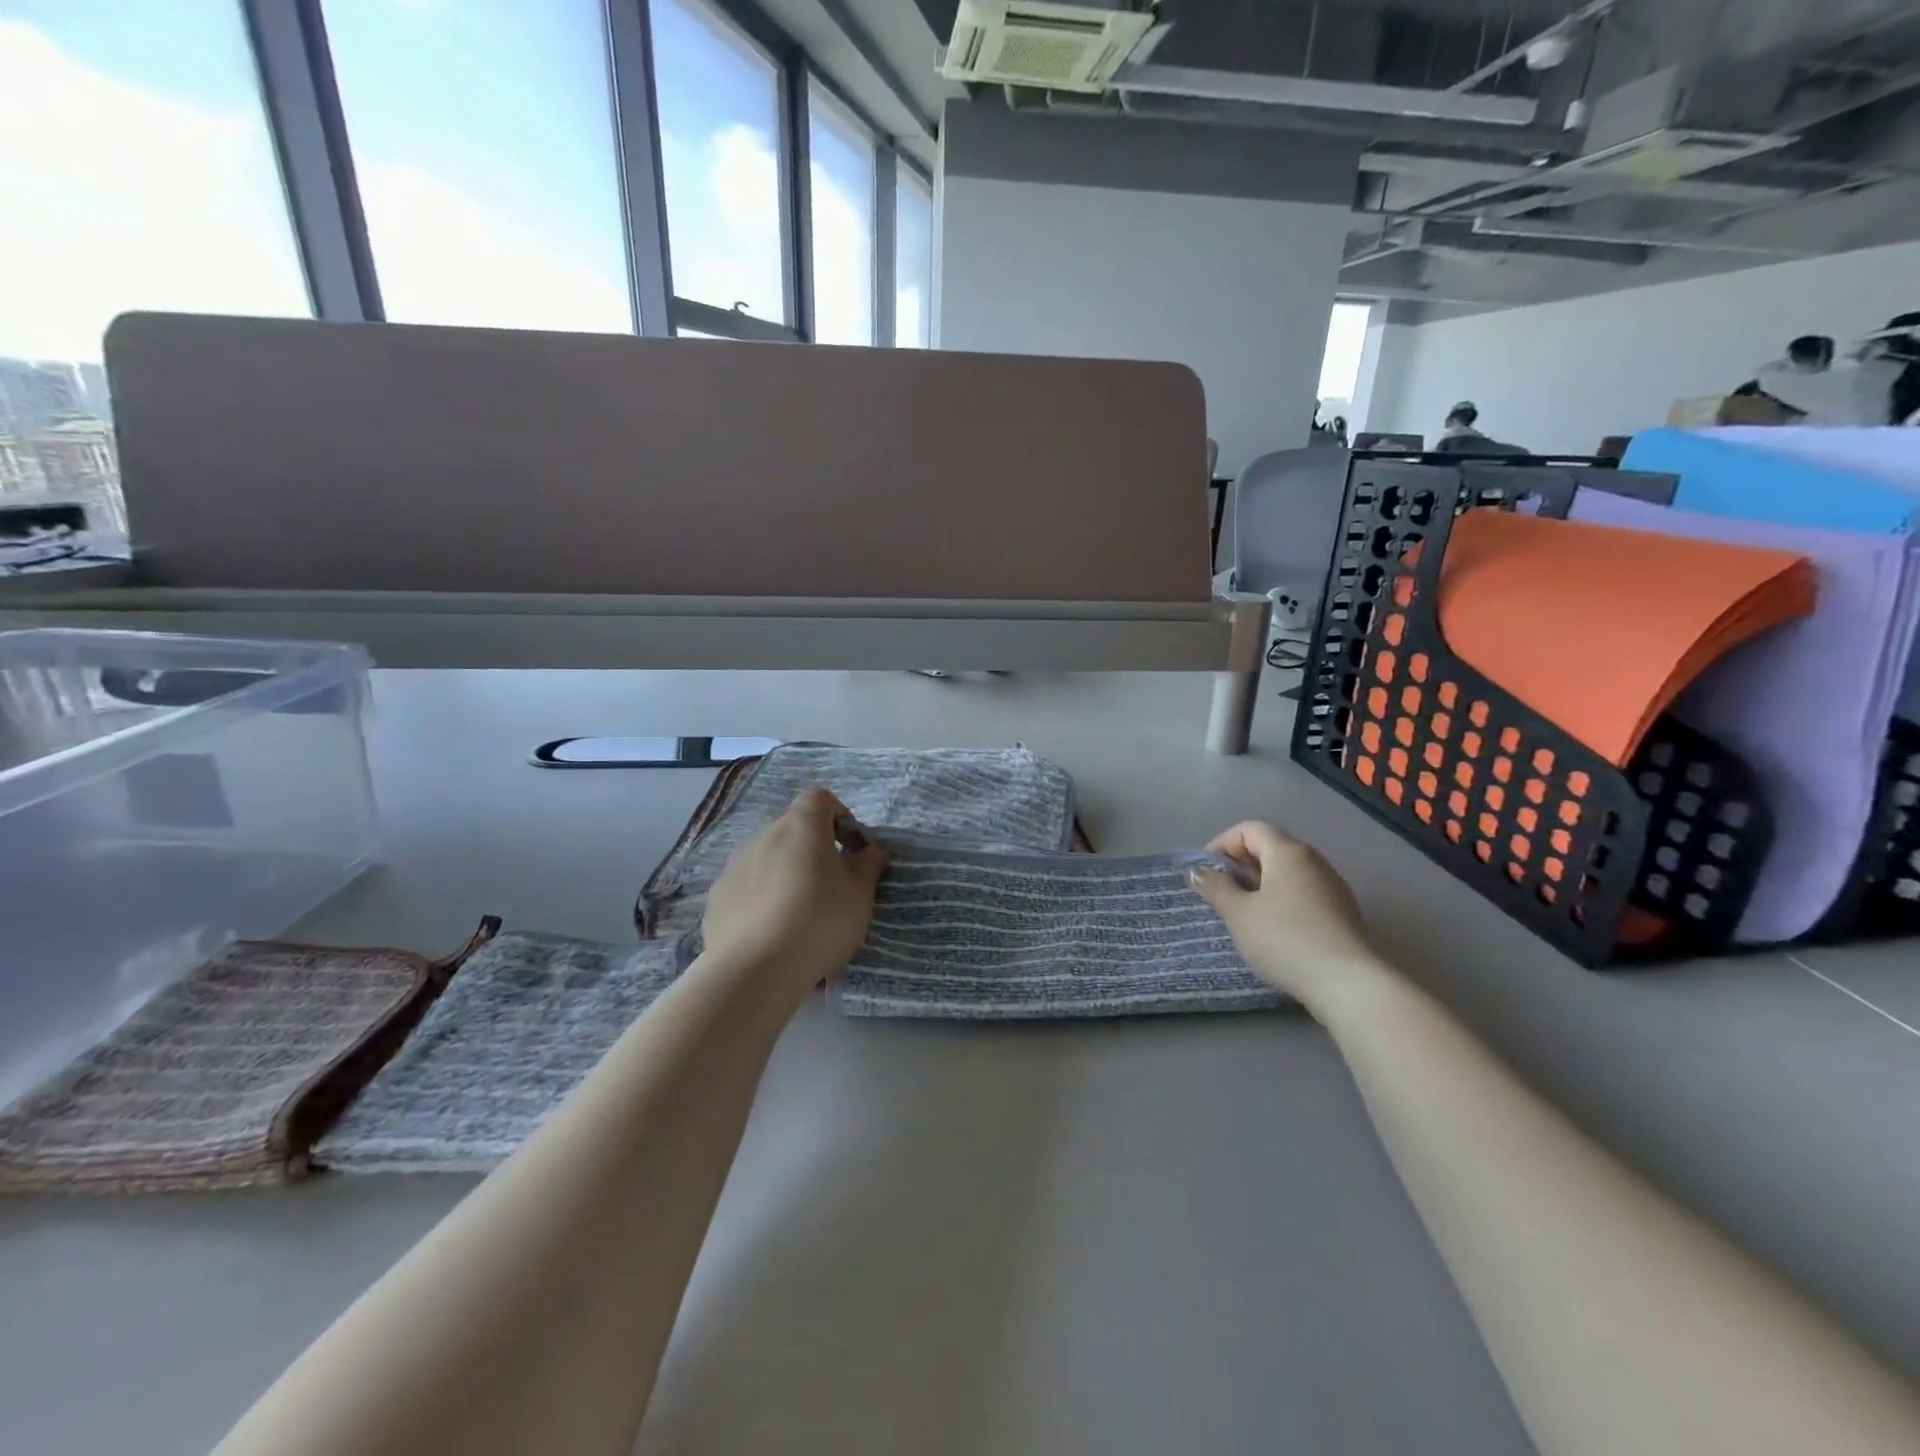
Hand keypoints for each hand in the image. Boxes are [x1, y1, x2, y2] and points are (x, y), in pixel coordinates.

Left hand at [700, 788, 887, 998]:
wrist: (754, 970)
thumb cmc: (819, 921)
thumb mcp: (861, 895)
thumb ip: (868, 865)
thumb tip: (870, 850)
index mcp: (802, 825)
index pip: (820, 798)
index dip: (840, 816)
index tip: (851, 849)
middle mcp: (764, 834)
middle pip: (793, 828)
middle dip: (813, 848)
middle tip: (830, 885)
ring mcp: (735, 864)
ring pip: (768, 857)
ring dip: (786, 872)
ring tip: (799, 913)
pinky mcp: (717, 896)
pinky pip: (747, 885)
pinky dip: (761, 897)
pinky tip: (771, 931)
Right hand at [1189, 821, 1387, 1014]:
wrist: (1348, 984)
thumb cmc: (1284, 939)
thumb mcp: (1238, 914)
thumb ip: (1216, 887)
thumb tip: (1198, 871)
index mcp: (1288, 852)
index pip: (1249, 829)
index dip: (1222, 844)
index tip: (1206, 872)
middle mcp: (1314, 861)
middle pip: (1271, 847)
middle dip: (1241, 864)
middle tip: (1220, 892)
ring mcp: (1333, 886)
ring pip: (1288, 872)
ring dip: (1261, 883)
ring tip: (1244, 912)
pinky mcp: (1344, 913)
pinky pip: (1304, 893)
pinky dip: (1282, 899)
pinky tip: (1274, 929)